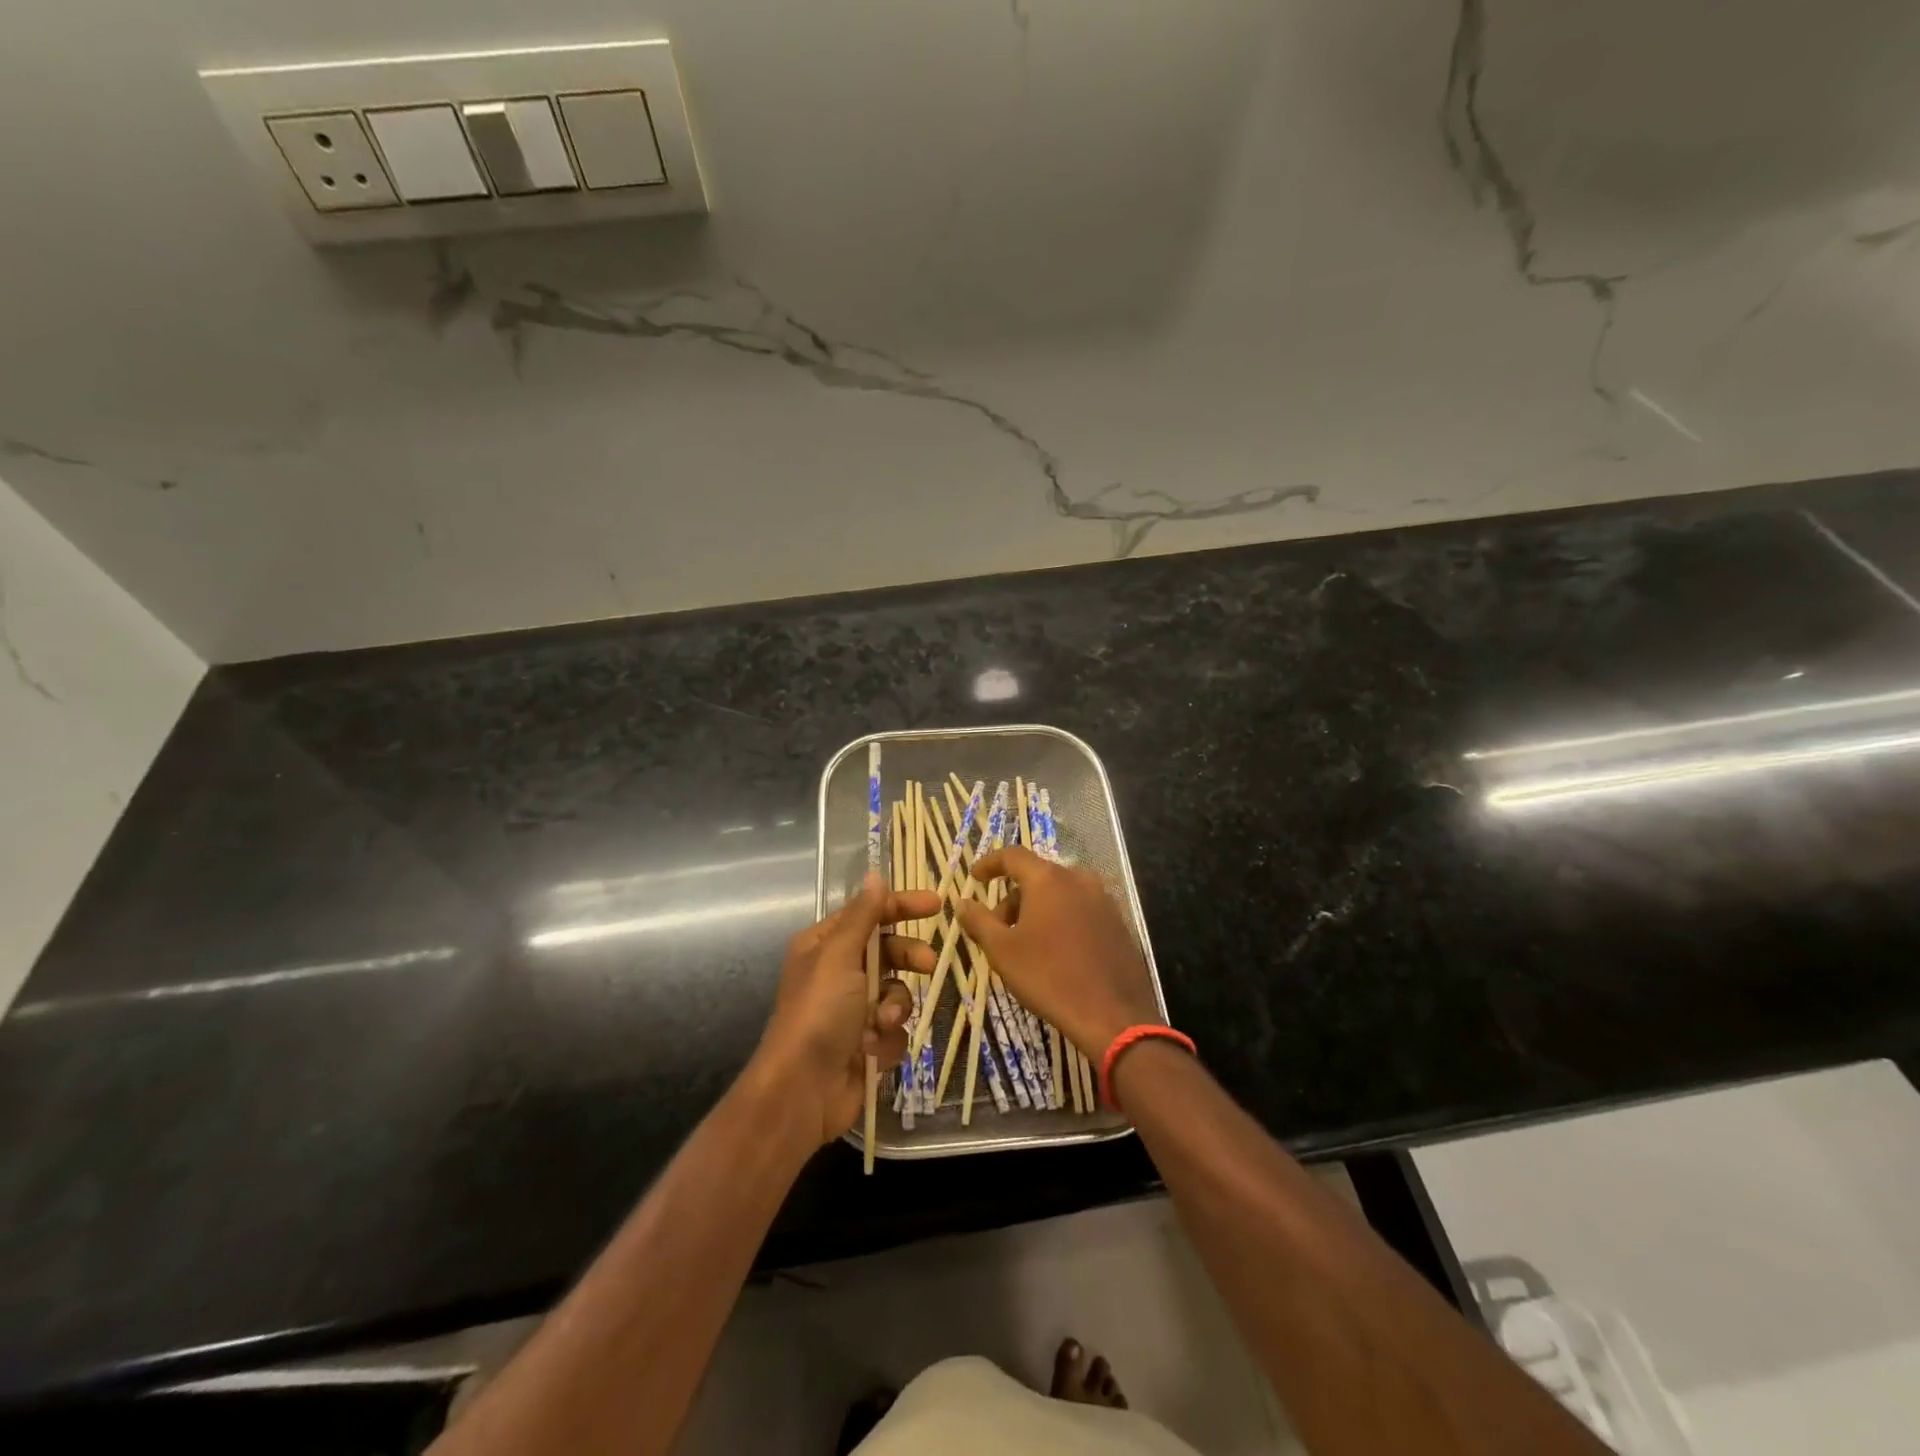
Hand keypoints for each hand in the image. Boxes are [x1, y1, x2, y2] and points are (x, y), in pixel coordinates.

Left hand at [752, 873, 940, 1145]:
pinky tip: (873, 1050)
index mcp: (824, 946)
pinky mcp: (867, 1043)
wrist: (802, 1091)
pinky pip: (895, 1028)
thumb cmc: (819, 1013)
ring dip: (894, 1006)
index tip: (938, 904)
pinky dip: (888, 1037)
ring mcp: (853, 1010)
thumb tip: (875, 873)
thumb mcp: (840, 955)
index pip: (869, 914)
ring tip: (882, 1022)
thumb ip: (864, 915)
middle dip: (908, 958)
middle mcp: (838, 973)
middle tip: (929, 963)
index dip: (902, 906)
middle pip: (889, 951)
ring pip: (897, 992)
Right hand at [956, 846, 1161, 1059]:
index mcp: (1048, 879)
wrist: (1113, 1015)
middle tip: (997, 928)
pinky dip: (1062, 919)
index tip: (975, 878)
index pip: (1013, 856)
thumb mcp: (1002, 950)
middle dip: (1013, 897)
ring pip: (1060, 893)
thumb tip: (963, 902)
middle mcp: (1079, 879)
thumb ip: (979, 920)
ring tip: (1025, 943)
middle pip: (1037, 876)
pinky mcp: (1118, 922)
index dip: (990, 864)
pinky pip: (1081, 909)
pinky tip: (1055, 952)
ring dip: (1037, 909)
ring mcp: (1103, 900)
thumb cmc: (1049, 977)